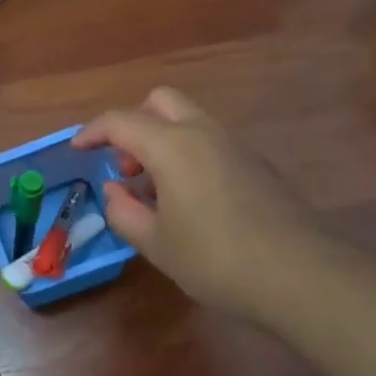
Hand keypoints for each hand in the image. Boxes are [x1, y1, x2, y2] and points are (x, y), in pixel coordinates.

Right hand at [73, 87, 313, 321]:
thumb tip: (115, 191)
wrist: (298, 274)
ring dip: (162, 141)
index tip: (77, 150)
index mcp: (172, 146)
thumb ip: (124, 212)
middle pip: (160, 101)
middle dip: (134, 125)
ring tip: (155, 192)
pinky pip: (211, 142)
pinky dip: (189, 155)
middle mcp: (204, 133)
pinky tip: (190, 202)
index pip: (121, 121)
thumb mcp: (155, 243)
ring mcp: (236, 146)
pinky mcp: (257, 164)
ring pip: (189, 121)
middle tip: (126, 167)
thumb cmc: (214, 259)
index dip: (92, 131)